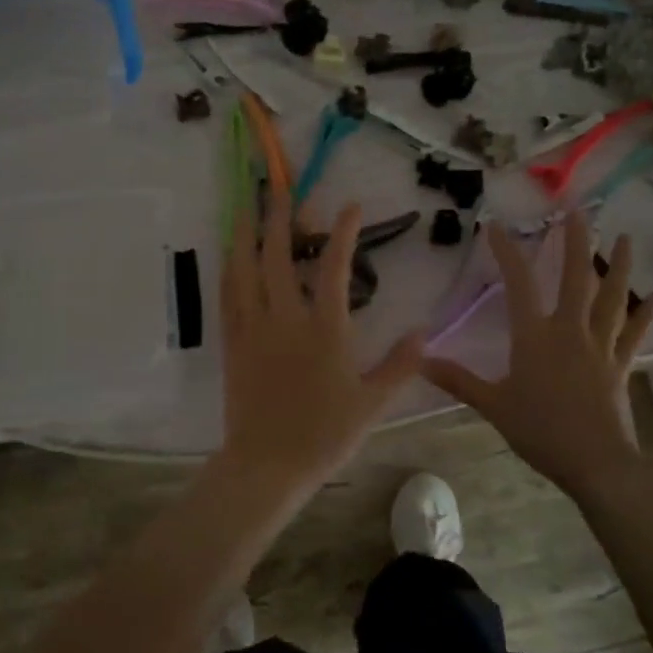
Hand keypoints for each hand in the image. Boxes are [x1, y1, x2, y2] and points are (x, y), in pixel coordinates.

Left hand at [216, 193, 424, 493]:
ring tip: (245, 207)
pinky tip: (231, 256)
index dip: (343, 232)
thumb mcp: (373, 403)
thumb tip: (424, 331)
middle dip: (281, 218)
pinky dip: (230, 269)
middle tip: (280, 189)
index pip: (334, 268)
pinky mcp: (233, 342)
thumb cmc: (324, 435)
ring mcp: (254, 328)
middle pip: (279, 256)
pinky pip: (228, 296)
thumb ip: (400, 365)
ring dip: (246, 234)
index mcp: (324, 329)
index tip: (350, 206)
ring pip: (245, 269)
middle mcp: (285, 318)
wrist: (268, 463)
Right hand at [424, 214, 652, 501]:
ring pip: (611, 298)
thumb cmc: (540, 430)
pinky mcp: (620, 366)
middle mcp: (570, 331)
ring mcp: (600, 346)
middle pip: (576, 278)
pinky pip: (633, 334)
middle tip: (577, 211)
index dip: (506, 252)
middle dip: (575, 242)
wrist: (596, 463)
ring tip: (625, 238)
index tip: (496, 226)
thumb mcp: (492, 404)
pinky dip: (644, 314)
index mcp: (535, 336)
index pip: (519, 283)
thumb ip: (458, 380)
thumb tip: (420, 360)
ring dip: (618, 266)